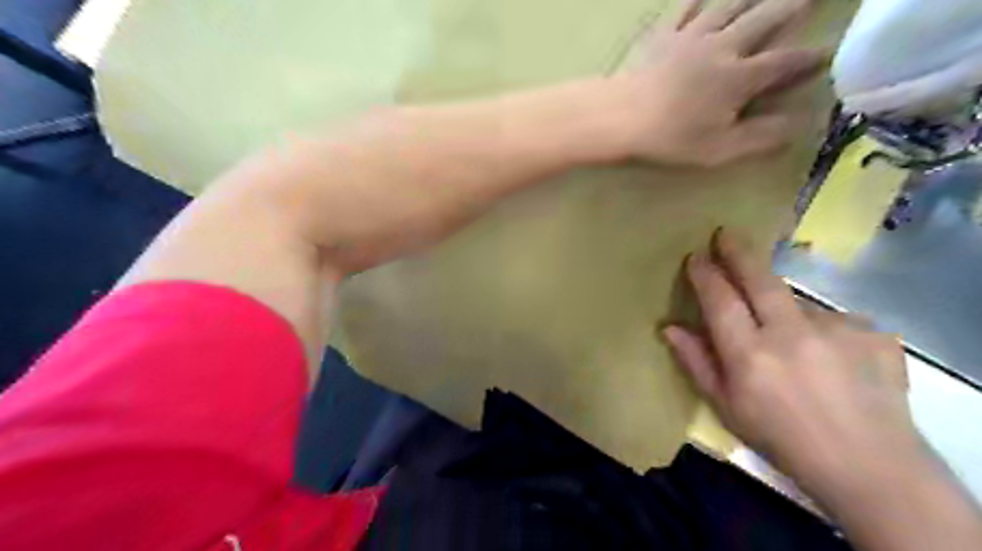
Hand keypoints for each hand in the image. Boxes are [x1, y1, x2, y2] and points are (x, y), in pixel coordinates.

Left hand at [612, 0, 826, 164]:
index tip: (828, 53)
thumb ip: (761, 137)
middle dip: (792, 7)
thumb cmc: (670, 137)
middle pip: (765, 19)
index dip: (810, 58)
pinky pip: (685, 9)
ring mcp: (692, 36)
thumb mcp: (719, 149)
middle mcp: (723, 47)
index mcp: (741, 77)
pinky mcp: (664, 36)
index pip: (785, 62)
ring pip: (729, 6)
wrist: (621, 116)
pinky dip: (696, 0)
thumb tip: (800, 125)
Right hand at [663, 229, 924, 495]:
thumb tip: (670, 327)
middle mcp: (791, 334)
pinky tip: (829, 359)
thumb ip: (696, 362)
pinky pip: (831, 319)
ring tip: (792, 347)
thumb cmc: (781, 438)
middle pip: (759, 279)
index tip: (696, 257)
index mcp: (750, 355)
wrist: (869, 465)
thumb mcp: (726, 407)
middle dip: (738, 252)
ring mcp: (836, 329)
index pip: (720, 300)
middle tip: (725, 233)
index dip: (706, 275)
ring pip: (795, 301)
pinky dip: (820, 331)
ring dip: (782, 309)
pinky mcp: (872, 332)